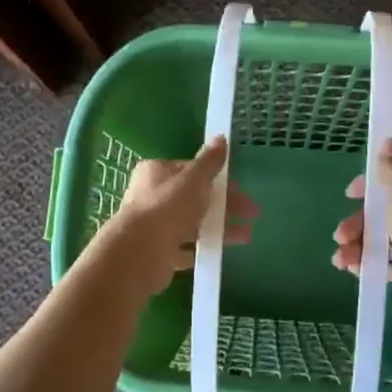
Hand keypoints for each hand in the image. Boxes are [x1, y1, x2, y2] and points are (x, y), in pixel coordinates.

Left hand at [100, 137, 258, 296]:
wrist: (139, 253)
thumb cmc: (167, 208)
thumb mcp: (193, 179)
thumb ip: (209, 161)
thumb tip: (222, 137)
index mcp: (156, 172)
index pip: (192, 171)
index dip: (218, 179)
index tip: (241, 190)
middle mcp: (152, 195)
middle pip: (195, 197)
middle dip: (225, 204)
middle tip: (252, 213)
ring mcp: (154, 224)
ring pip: (193, 222)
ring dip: (220, 226)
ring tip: (246, 236)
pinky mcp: (158, 250)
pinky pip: (186, 246)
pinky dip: (204, 246)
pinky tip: (222, 250)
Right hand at [332, 138, 391, 331]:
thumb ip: (391, 169)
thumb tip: (389, 142)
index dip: (373, 180)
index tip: (351, 193)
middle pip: (388, 209)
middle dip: (360, 220)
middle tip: (340, 234)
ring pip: (387, 237)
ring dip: (359, 244)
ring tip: (340, 259)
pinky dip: (372, 262)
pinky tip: (354, 269)